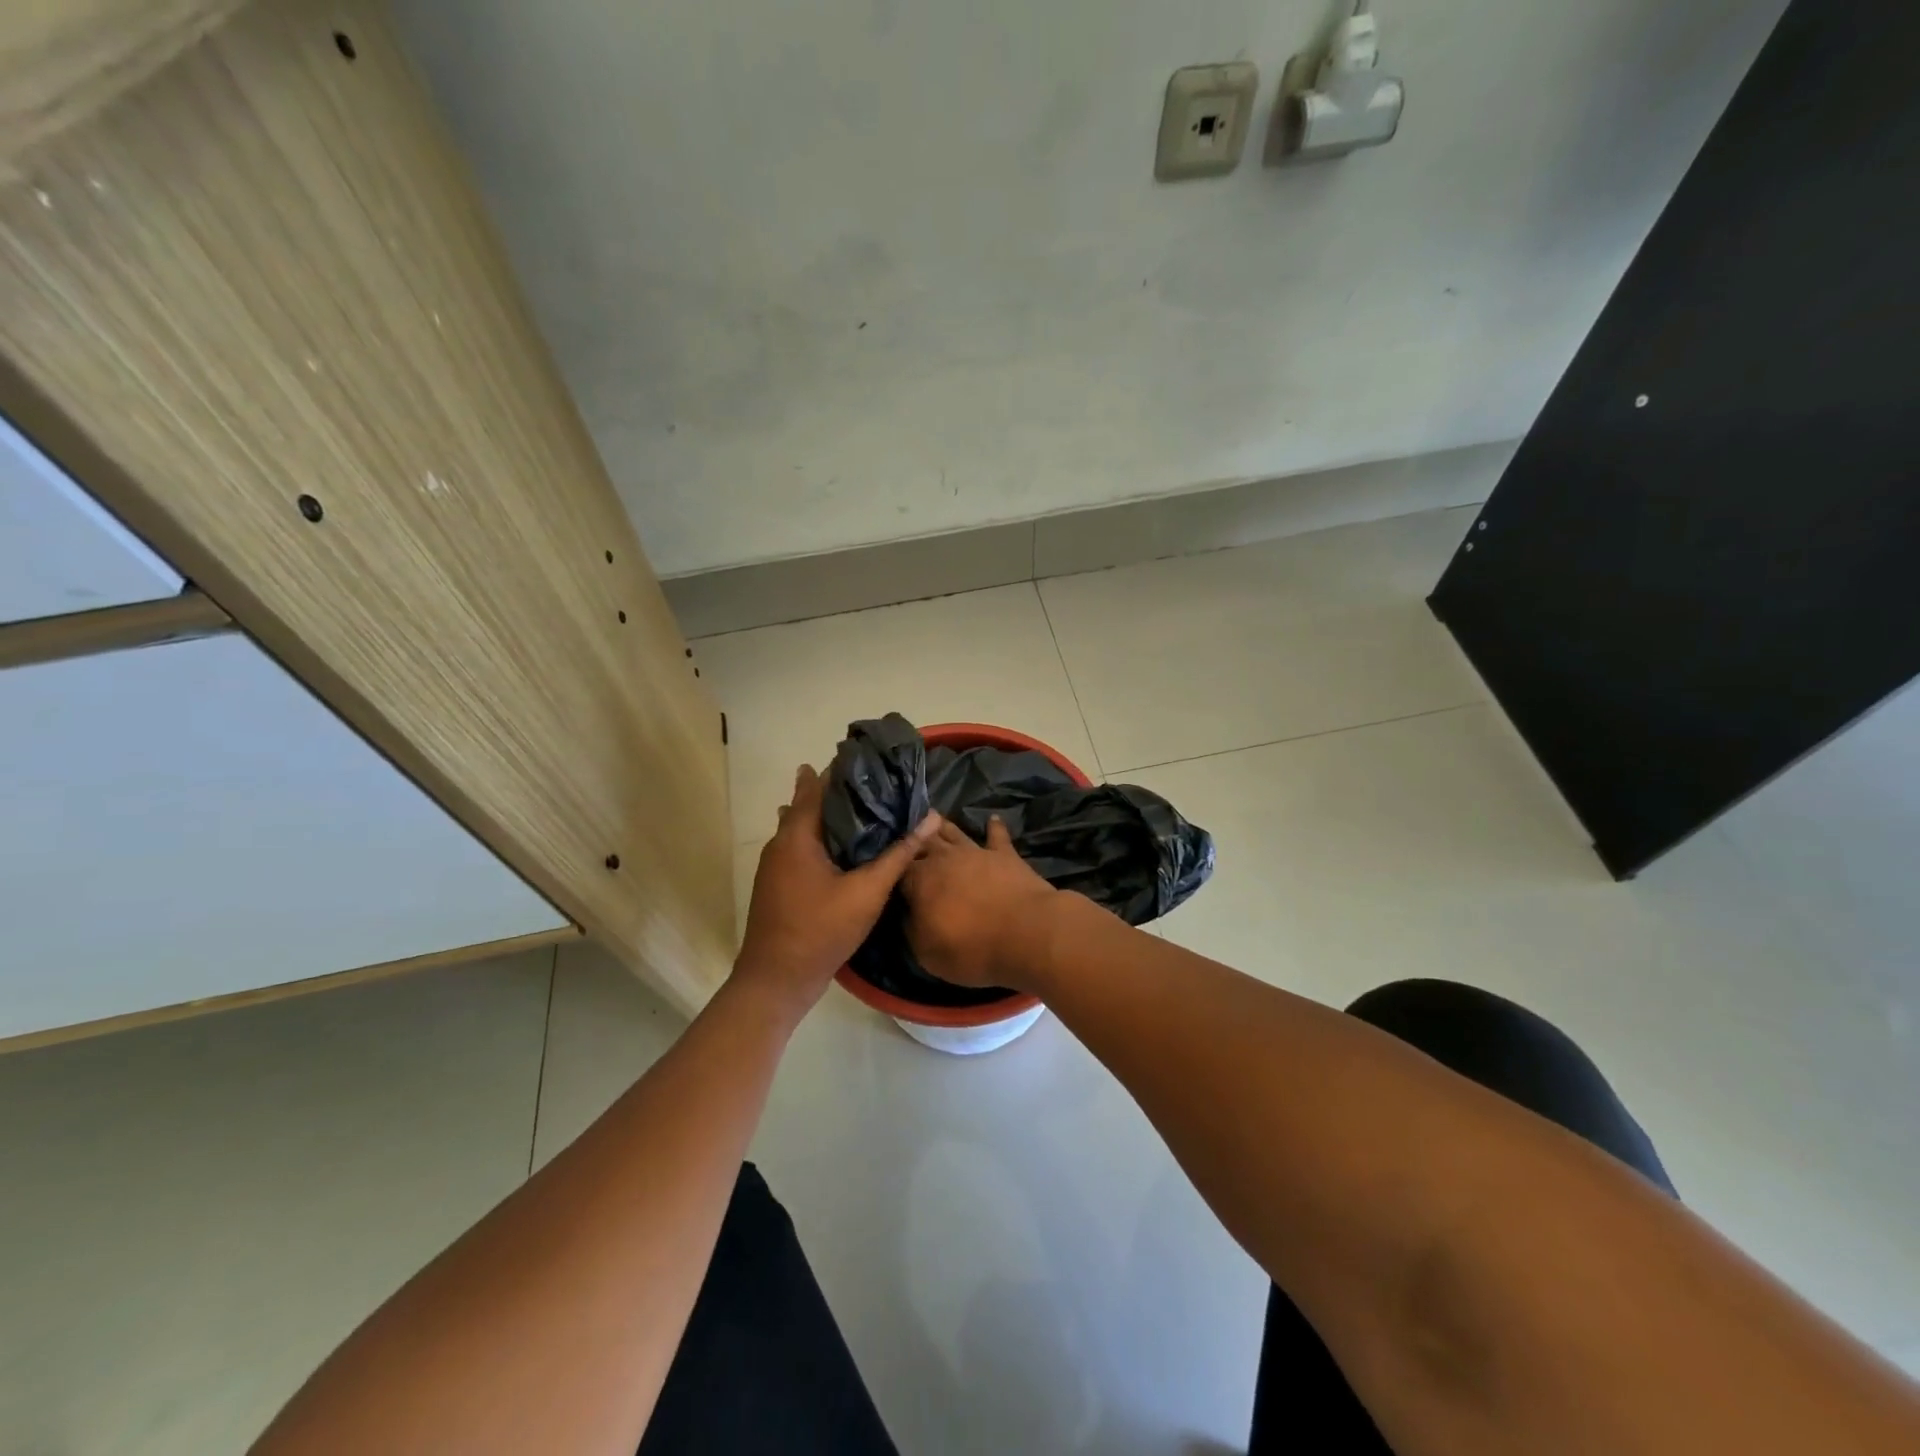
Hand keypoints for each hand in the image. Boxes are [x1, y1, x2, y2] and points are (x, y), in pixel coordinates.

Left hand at [734, 764, 941, 1023]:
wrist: (776, 981)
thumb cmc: (819, 931)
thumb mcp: (867, 892)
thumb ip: (899, 854)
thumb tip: (932, 817)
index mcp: (797, 835)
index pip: (818, 785)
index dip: (843, 768)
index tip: (873, 757)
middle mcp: (781, 842)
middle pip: (810, 803)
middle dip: (840, 790)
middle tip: (878, 782)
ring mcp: (776, 864)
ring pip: (805, 827)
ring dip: (831, 815)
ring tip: (868, 808)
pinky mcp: (779, 883)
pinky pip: (803, 846)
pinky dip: (824, 837)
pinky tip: (848, 847)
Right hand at [900, 816, 1058, 989]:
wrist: (1027, 933)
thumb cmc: (972, 948)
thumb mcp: (927, 952)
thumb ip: (912, 928)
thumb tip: (907, 912)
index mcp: (919, 880)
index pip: (897, 867)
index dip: (889, 865)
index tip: (884, 864)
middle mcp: (944, 858)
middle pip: (923, 841)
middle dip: (912, 837)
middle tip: (904, 829)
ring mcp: (976, 852)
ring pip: (954, 832)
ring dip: (942, 825)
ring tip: (933, 816)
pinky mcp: (1005, 854)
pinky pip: (997, 836)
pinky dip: (994, 827)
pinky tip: (993, 819)